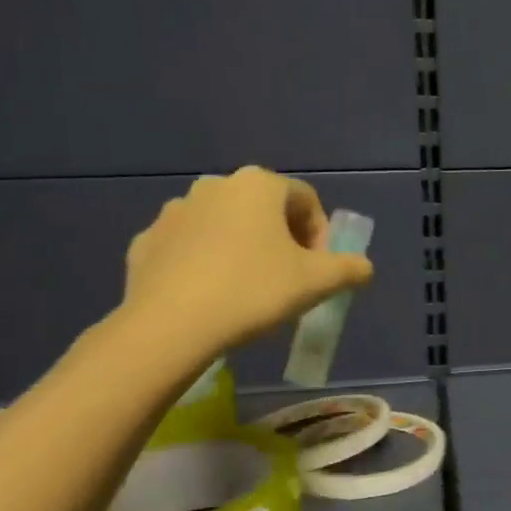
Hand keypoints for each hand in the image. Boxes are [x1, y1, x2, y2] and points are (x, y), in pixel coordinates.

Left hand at [117, 169, 373, 365]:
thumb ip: (349, 269)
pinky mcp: (146, 241)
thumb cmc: (253, 291)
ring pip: (225, 227)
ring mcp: (175, 211)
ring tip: (248, 291)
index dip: (320, 236)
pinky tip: (211, 297)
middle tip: (288, 280)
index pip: (306, 201)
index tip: (318, 270)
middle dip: (282, 241)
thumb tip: (364, 267)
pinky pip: (189, 247)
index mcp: (259, 185)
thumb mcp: (317, 282)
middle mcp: (216, 186)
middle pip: (264, 210)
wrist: (170, 325)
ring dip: (243, 249)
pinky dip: (205, 264)